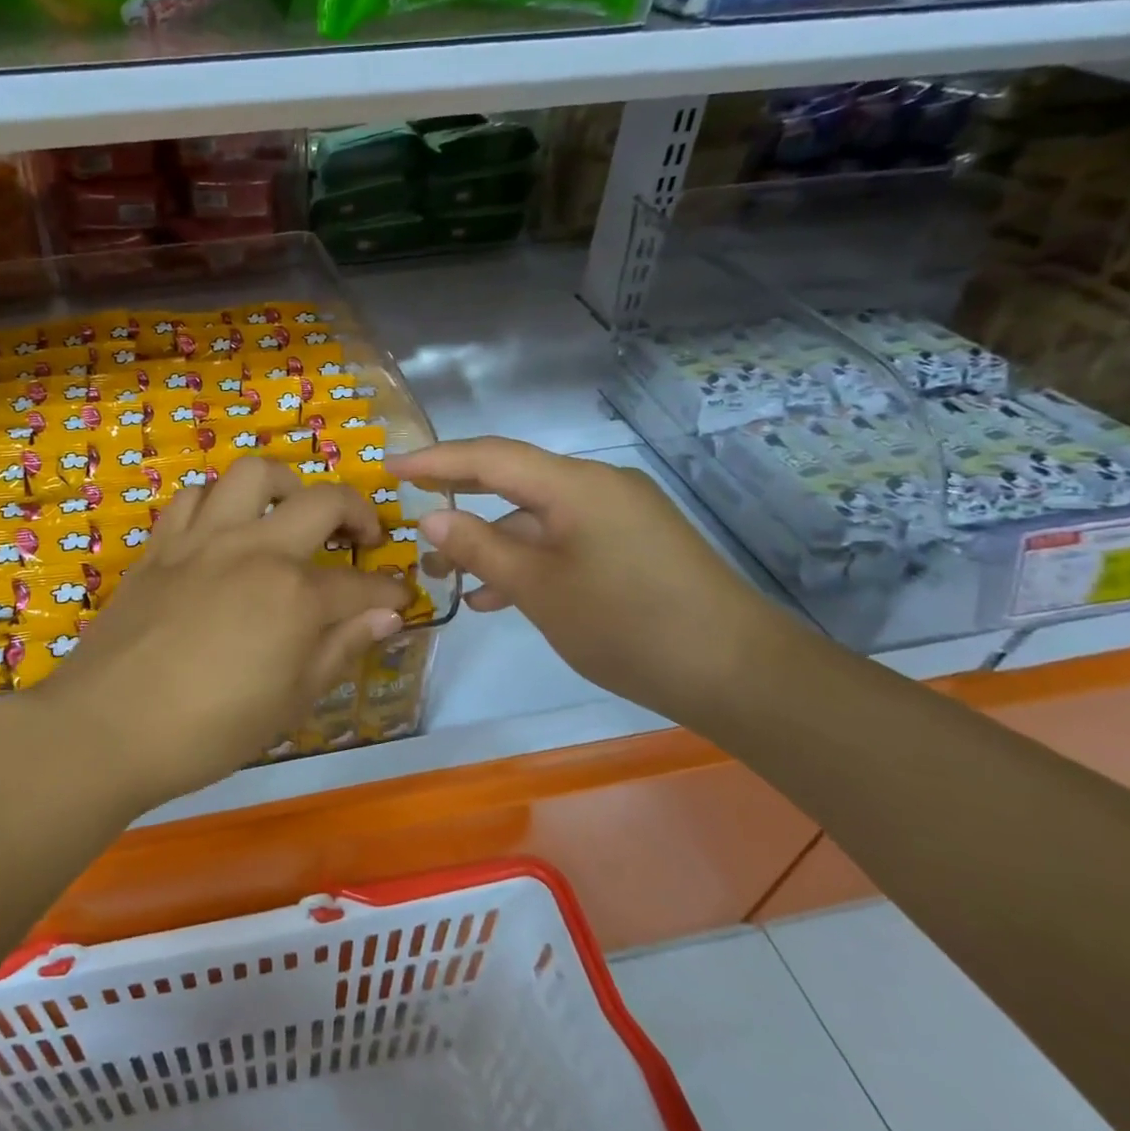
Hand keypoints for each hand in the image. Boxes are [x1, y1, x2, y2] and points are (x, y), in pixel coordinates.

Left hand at [34, 457, 408, 810]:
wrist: (105, 728)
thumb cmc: (207, 731)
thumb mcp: (290, 702)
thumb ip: (340, 649)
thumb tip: (385, 616)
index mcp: (294, 594)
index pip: (360, 585)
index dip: (389, 592)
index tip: (400, 599)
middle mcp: (254, 549)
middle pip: (323, 501)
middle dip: (359, 513)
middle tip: (363, 538)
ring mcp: (203, 538)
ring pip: (253, 474)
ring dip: (286, 486)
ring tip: (291, 514)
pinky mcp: (162, 544)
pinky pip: (194, 497)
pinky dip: (219, 501)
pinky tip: (224, 528)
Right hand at [389, 438, 797, 721]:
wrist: (740, 674)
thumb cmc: (628, 625)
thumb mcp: (539, 589)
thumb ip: (481, 548)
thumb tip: (432, 518)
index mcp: (575, 484)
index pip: (489, 456)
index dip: (435, 459)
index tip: (390, 467)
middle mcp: (598, 486)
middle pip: (513, 479)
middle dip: (460, 498)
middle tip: (412, 514)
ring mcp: (620, 515)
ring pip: (538, 515)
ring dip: (494, 540)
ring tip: (448, 574)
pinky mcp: (633, 544)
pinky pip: (565, 538)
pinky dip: (530, 558)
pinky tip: (501, 596)